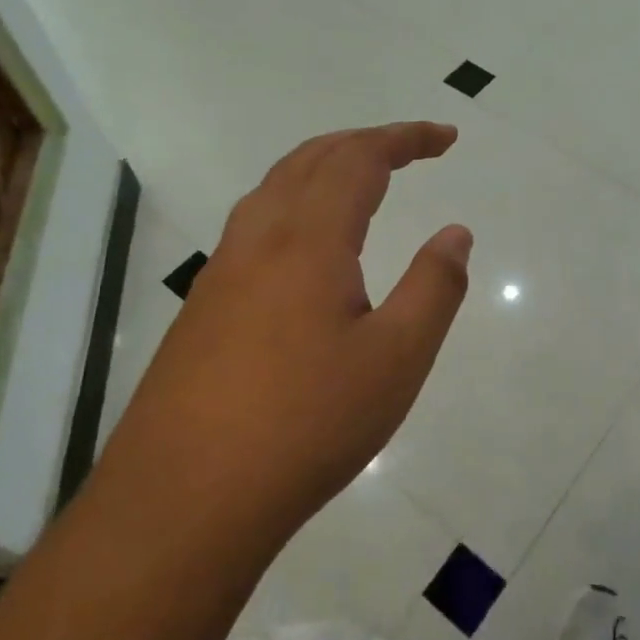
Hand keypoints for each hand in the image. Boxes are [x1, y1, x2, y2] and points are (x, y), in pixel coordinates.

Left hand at [113, 123, 471, 538]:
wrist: (183, 500)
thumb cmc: (305, 426)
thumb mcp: (395, 360)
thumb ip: (434, 287)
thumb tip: (456, 233)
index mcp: (308, 239)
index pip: (360, 159)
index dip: (406, 138)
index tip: (447, 139)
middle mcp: (259, 238)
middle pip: (312, 158)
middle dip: (366, 142)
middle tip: (411, 150)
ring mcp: (222, 270)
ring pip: (275, 186)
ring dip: (323, 165)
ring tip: (362, 179)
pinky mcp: (203, 305)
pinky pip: (254, 222)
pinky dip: (294, 200)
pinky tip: (306, 244)